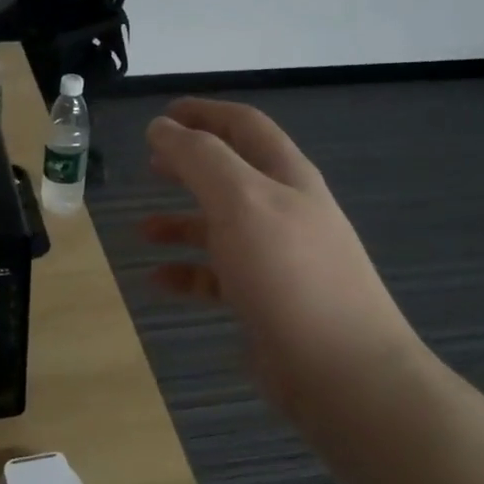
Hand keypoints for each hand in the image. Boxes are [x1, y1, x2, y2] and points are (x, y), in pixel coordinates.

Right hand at [141, 98, 422, 422]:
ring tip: (142, 228)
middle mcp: (285, 211)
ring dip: (182, 222)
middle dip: (190, 164)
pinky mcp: (266, 300)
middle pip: (232, 174)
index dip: (203, 113)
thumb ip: (199, 158)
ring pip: (221, 227)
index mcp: (286, 177)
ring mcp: (277, 258)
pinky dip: (187, 273)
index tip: (161, 115)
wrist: (340, 370)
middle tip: (149, 163)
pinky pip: (218, 276)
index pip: (244, 126)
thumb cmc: (287, 274)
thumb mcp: (240, 201)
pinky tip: (158, 281)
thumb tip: (162, 127)